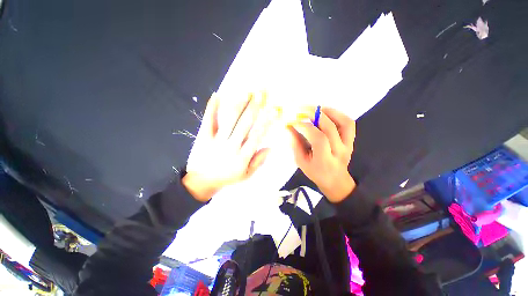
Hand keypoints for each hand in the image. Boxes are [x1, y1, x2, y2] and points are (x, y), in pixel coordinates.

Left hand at [183, 92, 274, 201]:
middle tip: (261, 94)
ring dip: (239, 105)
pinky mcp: (203, 137)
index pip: (257, 136)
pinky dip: (212, 108)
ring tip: (246, 92)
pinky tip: (217, 95)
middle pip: (245, 124)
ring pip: (230, 120)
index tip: (273, 111)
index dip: (266, 122)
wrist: (201, 182)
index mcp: (242, 156)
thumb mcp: (246, 175)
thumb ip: (258, 162)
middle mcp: (231, 146)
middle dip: (254, 108)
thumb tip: (269, 147)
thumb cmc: (227, 178)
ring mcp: (216, 140)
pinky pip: (208, 121)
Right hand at [289, 107, 355, 202]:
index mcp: (325, 160)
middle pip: (330, 128)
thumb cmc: (315, 172)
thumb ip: (295, 145)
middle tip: (301, 109)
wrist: (335, 180)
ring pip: (343, 123)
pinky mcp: (351, 140)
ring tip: (315, 108)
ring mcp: (348, 145)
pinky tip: (326, 112)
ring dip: (328, 112)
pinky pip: (348, 123)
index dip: (305, 127)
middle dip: (314, 115)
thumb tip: (289, 128)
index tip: (293, 122)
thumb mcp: (301, 162)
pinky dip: (338, 114)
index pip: (318, 138)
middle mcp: (339, 151)